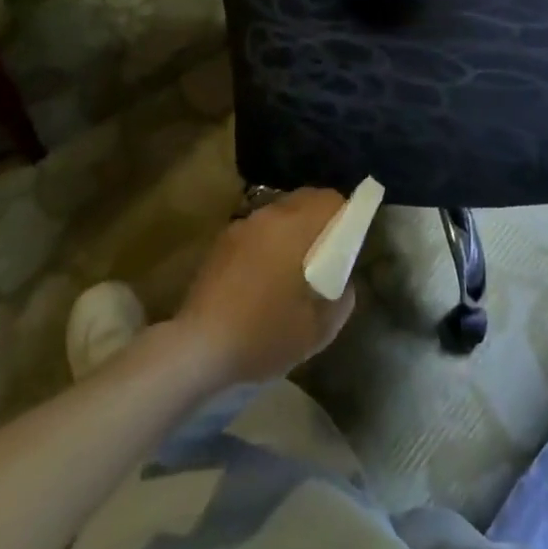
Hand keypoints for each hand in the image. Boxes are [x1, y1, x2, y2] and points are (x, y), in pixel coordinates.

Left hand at [171, 188, 355, 387]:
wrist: (197, 349)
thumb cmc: (263, 335)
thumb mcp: (317, 330)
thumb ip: (341, 299)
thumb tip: (344, 283)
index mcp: (295, 227)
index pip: (331, 199)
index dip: (346, 214)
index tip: (350, 241)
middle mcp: (269, 215)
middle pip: (305, 199)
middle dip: (321, 218)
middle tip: (327, 253)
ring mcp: (242, 225)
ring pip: (280, 212)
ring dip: (294, 228)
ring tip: (295, 265)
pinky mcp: (222, 241)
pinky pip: (258, 229)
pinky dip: (270, 240)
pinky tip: (265, 275)